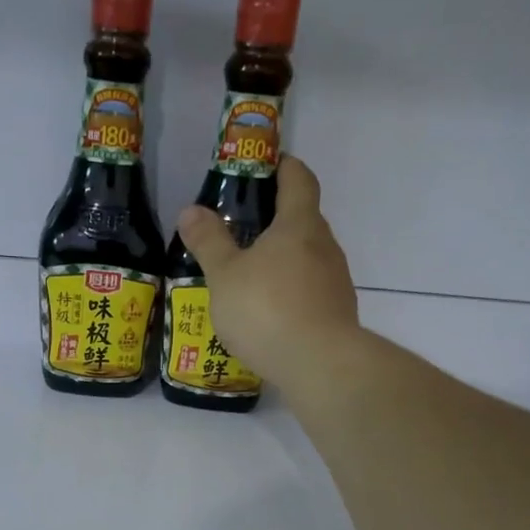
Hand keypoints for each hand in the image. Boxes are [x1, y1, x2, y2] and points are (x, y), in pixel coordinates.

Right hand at [177, 155, 359, 389]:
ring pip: (309, 257)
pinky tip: (271, 313)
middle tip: (246, 228)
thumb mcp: (225, 276)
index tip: (268, 166)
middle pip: (305, 219)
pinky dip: (293, 291)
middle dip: (279, 219)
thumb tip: (191, 211)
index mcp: (299, 225)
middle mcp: (325, 246)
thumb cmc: (266, 309)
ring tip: (253, 276)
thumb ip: (209, 242)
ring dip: (285, 259)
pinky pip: (312, 290)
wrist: (319, 364)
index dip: (284, 168)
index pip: (299, 180)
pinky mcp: (338, 313)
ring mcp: (336, 281)